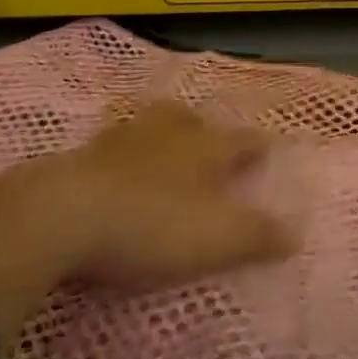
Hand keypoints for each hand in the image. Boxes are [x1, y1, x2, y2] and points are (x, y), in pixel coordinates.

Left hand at [0, 102, 298, 297]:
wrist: (61, 216)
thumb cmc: (152, 225)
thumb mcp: (216, 239)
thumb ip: (258, 236)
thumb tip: (296, 233)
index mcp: (204, 148)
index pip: (241, 141)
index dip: (258, 146)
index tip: (269, 147)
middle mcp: (165, 135)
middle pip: (189, 120)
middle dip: (202, 127)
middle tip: (207, 137)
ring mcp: (118, 142)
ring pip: (147, 127)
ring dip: (158, 134)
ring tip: (160, 148)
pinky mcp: (77, 159)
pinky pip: (107, 148)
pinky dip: (117, 157)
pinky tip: (111, 172)